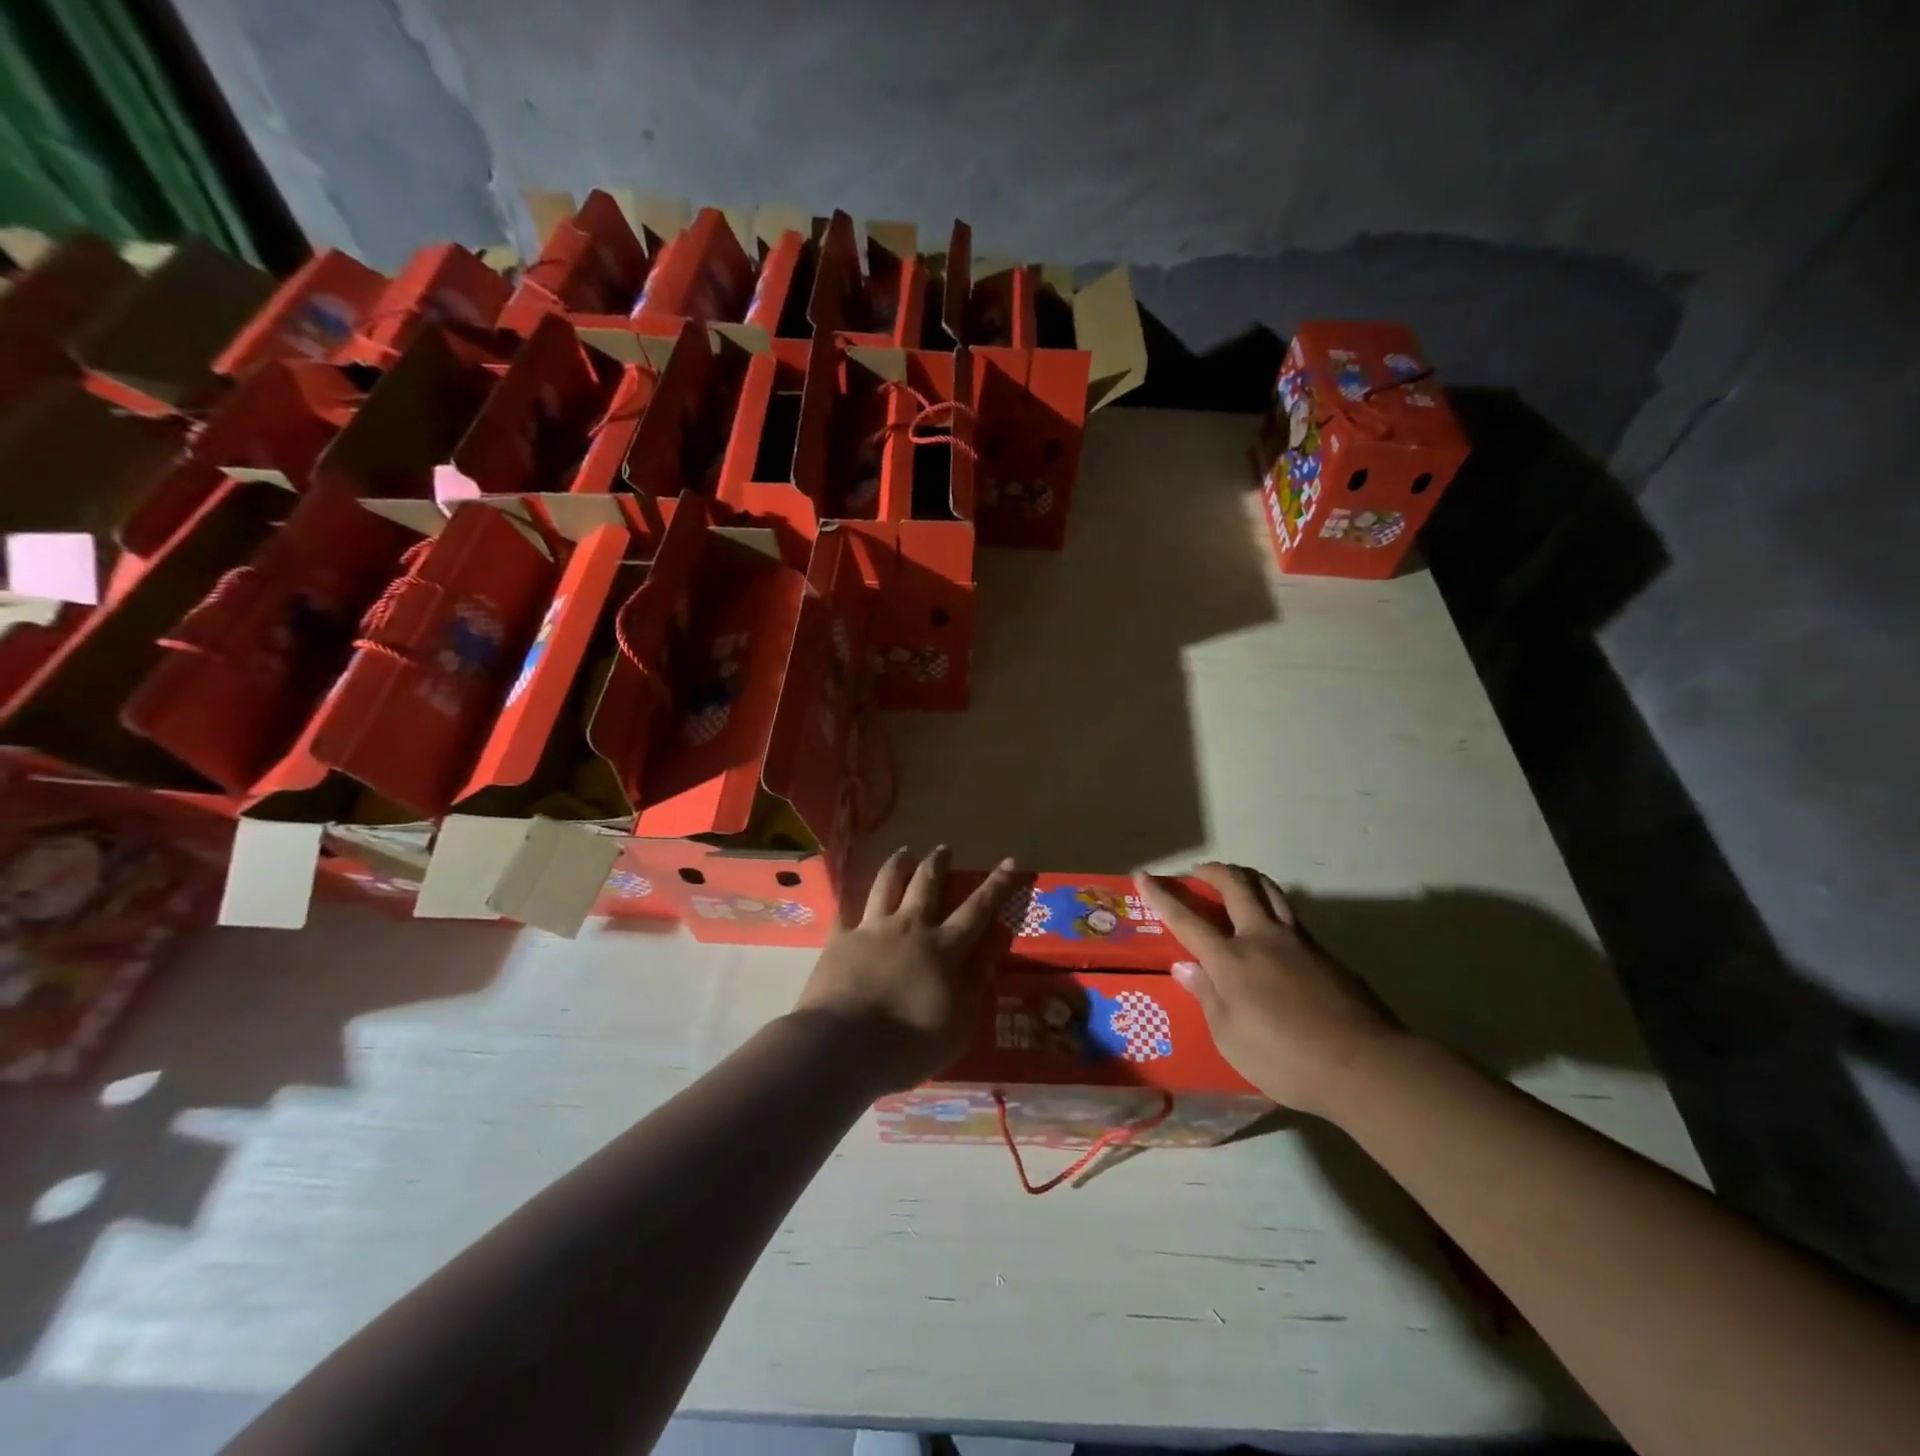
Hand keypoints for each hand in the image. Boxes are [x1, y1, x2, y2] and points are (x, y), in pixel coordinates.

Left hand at [794, 846, 1020, 1095]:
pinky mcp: (839, 940)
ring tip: (903, 852)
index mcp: (943, 949)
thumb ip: (974, 989)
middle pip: (926, 884)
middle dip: (938, 863)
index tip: (1009, 861)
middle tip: (943, 848)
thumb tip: (987, 958)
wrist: (841, 1046)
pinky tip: (850, 896)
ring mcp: (871, 930)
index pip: (977, 909)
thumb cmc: (907, 1046)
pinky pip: (846, 911)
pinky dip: (850, 900)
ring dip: (897, 865)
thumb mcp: (957, 1027)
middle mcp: (909, 928)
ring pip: (887, 885)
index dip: (996, 885)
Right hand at [1137, 863, 1402, 1117]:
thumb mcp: (1231, 1038)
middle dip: (1212, 871)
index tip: (1144, 874)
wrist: (1365, 1065)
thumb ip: (1207, 997)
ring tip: (1235, 882)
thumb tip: (1186, 967)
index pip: (1187, 919)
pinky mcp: (1325, 954)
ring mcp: (1298, 942)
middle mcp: (1261, 939)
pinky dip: (1272, 906)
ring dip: (1246, 878)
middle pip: (1235, 886)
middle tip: (1198, 872)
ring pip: (1270, 890)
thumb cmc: (1285, 1059)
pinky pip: (1291, 916)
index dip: (1162, 895)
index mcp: (1231, 960)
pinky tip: (1271, 930)